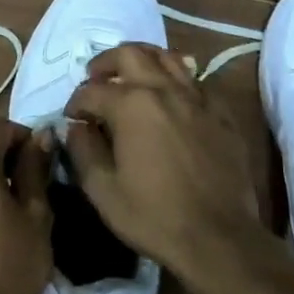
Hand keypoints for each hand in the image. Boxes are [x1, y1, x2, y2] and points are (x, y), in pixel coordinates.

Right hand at [63, 43, 260, 280]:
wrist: (219, 239)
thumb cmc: (154, 216)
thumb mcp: (102, 190)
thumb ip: (82, 150)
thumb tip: (75, 127)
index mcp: (131, 105)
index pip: (91, 91)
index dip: (75, 103)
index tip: (72, 119)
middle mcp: (164, 90)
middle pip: (130, 54)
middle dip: (105, 64)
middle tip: (95, 79)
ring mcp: (197, 98)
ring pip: (166, 57)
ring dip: (142, 60)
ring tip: (131, 76)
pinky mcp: (221, 113)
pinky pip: (195, 81)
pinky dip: (176, 79)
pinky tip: (170, 98)